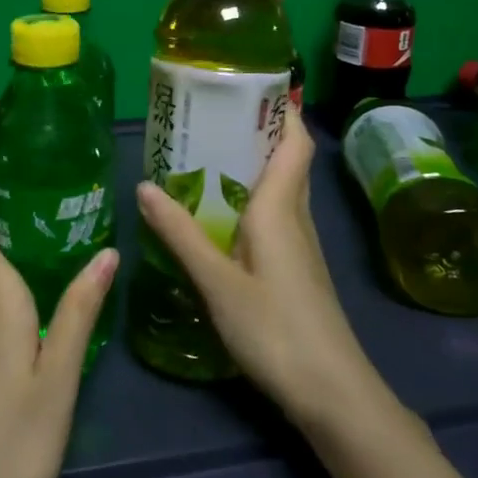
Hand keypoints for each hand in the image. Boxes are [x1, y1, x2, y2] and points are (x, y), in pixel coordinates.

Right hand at [136, 106, 378, 428]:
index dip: (282, 108)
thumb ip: (180, 234)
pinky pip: (275, 214)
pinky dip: (251, 198)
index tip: (250, 83)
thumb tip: (144, 186)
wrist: (333, 394)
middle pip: (287, 158)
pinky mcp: (295, 267)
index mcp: (281, 206)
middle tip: (209, 114)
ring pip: (281, 187)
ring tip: (205, 153)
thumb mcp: (217, 282)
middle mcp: (296, 215)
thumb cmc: (276, 329)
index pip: (295, 140)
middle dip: (256, 130)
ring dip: (252, 164)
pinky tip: (220, 213)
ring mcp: (299, 243)